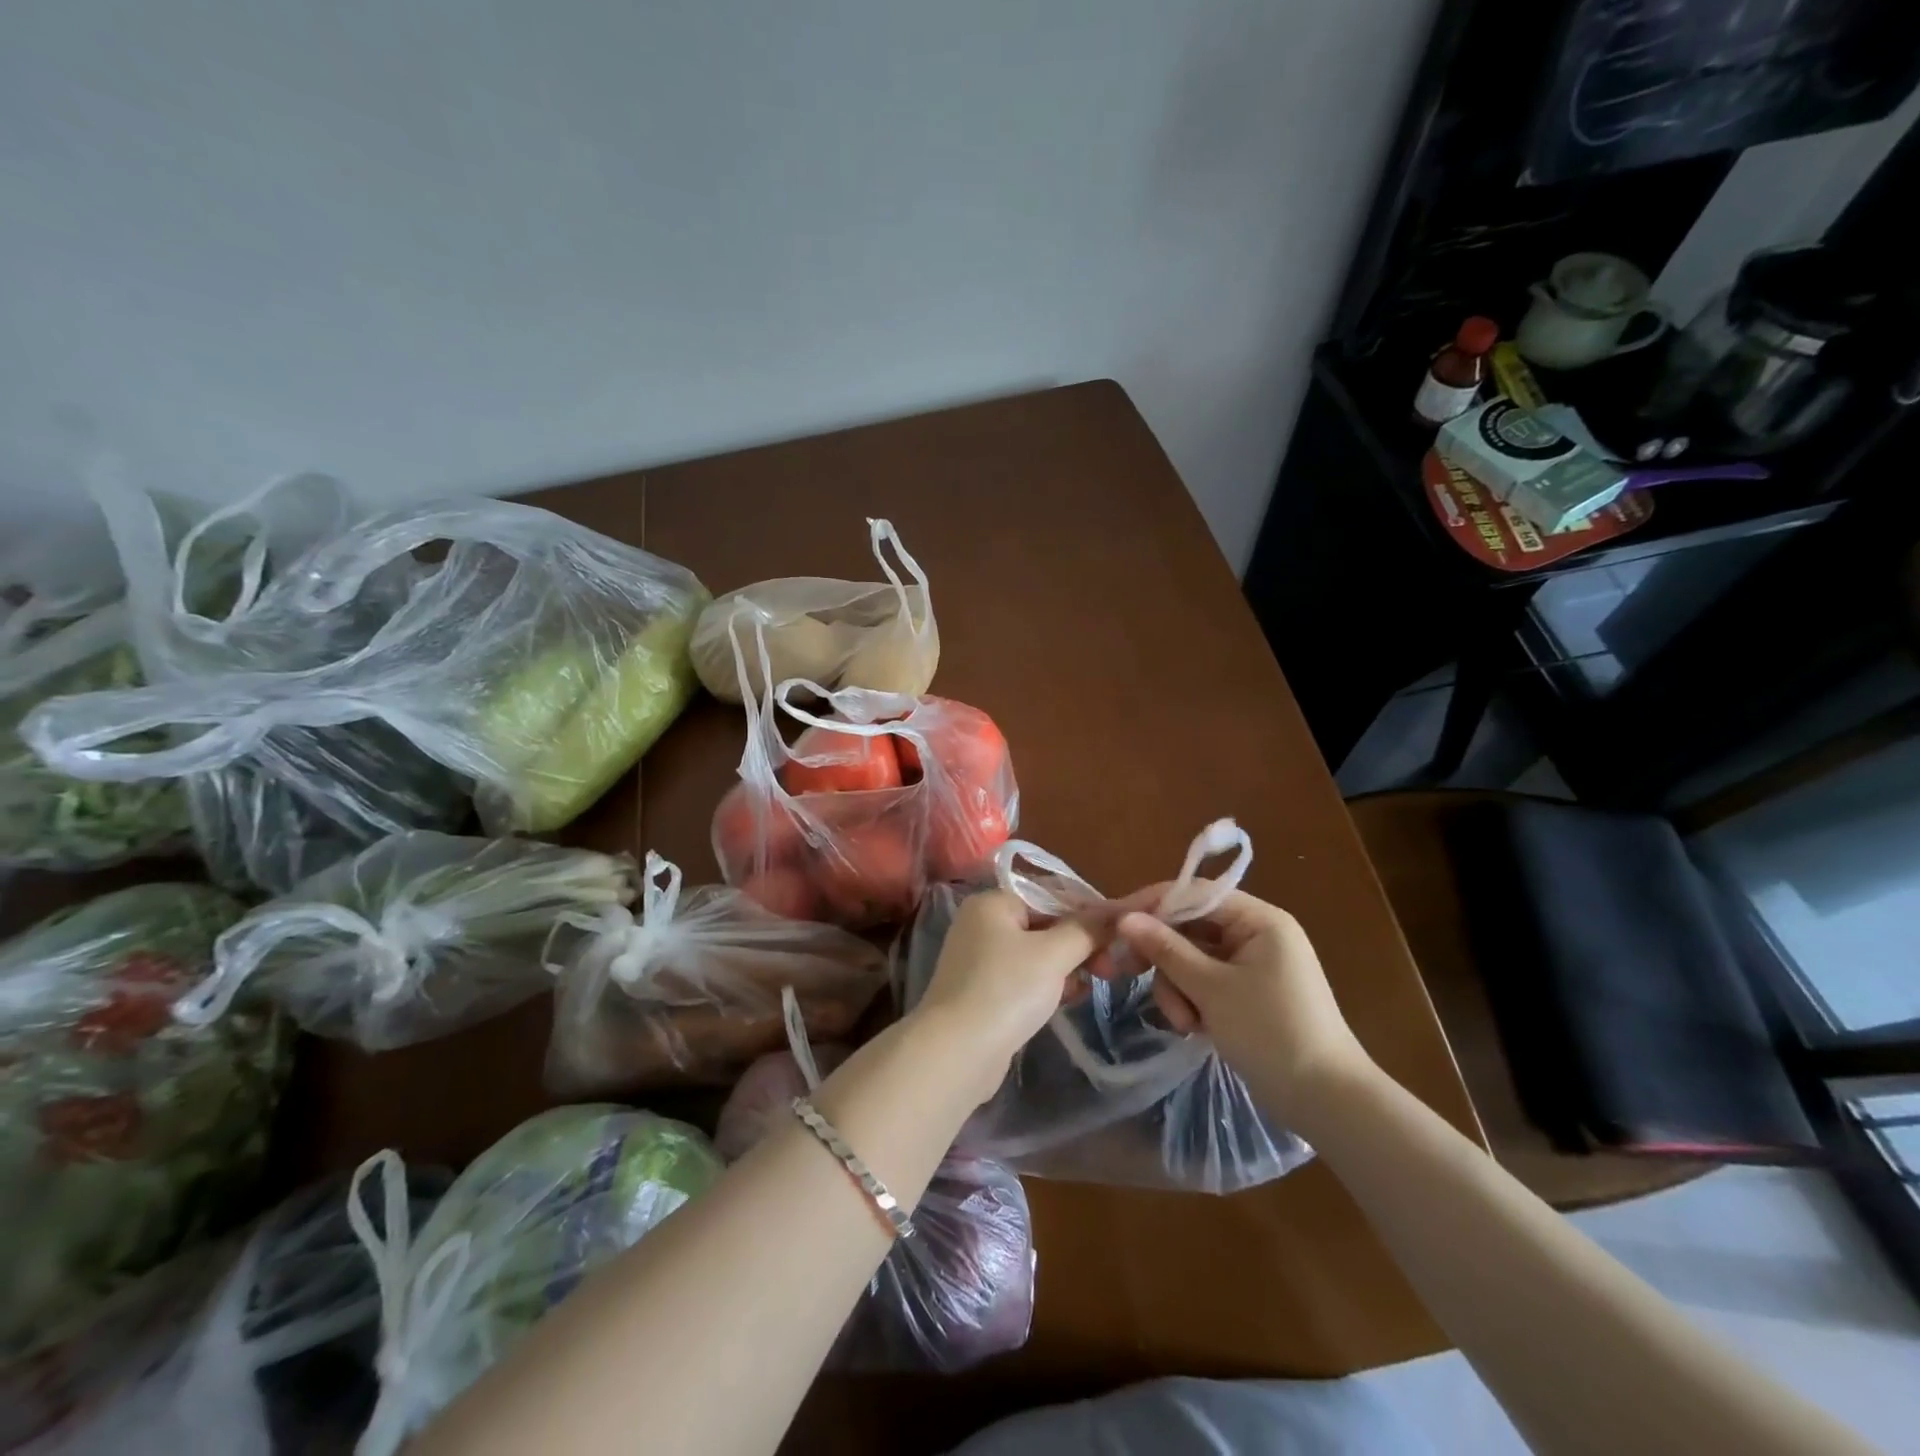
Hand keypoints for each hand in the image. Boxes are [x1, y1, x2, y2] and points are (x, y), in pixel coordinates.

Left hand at [911, 889, 1096, 1104]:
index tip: (1120, 936)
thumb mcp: (1053, 955)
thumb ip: (1086, 930)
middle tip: (1110, 968)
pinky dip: (1047, 985)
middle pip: (1045, 924)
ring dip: (1067, 967)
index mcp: (993, 902)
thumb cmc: (1007, 990)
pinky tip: (1068, 999)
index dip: (1088, 912)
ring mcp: (979, 959)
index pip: (1051, 895)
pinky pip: (1024, 977)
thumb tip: (1116, 913)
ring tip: (1090, 985)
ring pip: (1037, 954)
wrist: (956, 1053)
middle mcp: (982, 924)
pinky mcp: (983, 991)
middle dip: (1080, 944)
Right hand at [1116, 888, 1374, 1129]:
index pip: (1194, 894)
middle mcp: (1256, 934)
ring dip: (1178, 987)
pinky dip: (1193, 1001)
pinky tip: (1194, 1028)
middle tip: (1126, 973)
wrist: (1327, 1102)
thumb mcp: (1212, 989)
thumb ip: (1166, 949)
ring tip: (1184, 1023)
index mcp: (1259, 920)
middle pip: (1190, 928)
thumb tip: (1124, 918)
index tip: (1114, 922)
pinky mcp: (1247, 994)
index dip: (1152, 905)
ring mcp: (1252, 966)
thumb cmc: (1272, 1033)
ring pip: (1192, 959)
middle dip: (1164, 958)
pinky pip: (1206, 982)